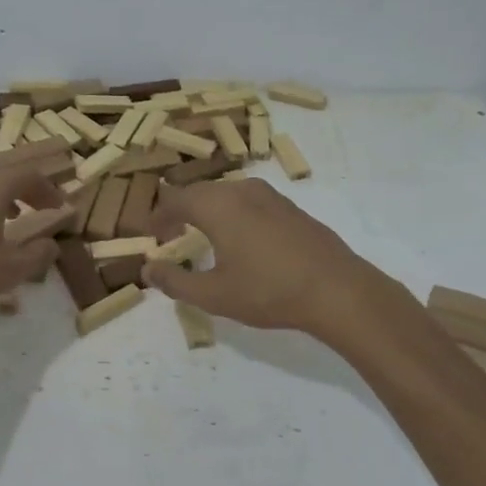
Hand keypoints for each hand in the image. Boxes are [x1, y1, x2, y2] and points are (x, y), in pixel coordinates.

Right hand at [144, 180, 389, 338]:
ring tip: (203, 238)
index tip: (152, 236)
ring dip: (208, 212)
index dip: (159, 217)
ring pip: (226, 195)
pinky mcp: (290, 208)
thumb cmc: (268, 292)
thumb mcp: (214, 295)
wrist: (337, 290)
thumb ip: (175, 281)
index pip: (175, 200)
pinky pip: (249, 202)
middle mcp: (241, 190)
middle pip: (200, 192)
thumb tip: (148, 269)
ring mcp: (270, 196)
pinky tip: (241, 241)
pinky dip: (233, 215)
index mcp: (217, 206)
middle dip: (181, 212)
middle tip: (171, 236)